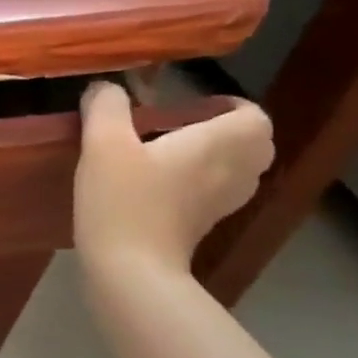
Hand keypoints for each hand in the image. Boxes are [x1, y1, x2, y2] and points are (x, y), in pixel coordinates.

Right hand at [73, 82, 273, 277]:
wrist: (130, 269)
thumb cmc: (123, 201)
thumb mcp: (103, 144)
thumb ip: (105, 107)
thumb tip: (105, 88)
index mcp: (218, 144)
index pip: (253, 116)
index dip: (229, 106)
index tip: (190, 106)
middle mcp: (232, 172)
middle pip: (254, 144)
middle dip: (227, 131)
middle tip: (182, 128)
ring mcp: (222, 204)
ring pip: (239, 171)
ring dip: (216, 158)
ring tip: (171, 155)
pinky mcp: (203, 226)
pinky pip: (217, 193)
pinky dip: (202, 183)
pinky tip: (161, 186)